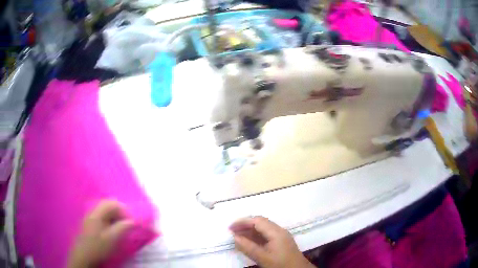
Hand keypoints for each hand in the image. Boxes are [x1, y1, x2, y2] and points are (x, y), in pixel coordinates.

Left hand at [67, 200, 133, 267]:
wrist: (84, 255)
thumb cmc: (98, 246)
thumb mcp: (112, 239)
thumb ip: (123, 228)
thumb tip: (133, 221)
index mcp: (97, 213)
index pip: (112, 203)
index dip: (124, 210)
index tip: (131, 222)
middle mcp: (93, 211)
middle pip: (108, 204)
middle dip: (119, 212)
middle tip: (127, 223)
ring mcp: (90, 216)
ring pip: (105, 210)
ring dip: (114, 216)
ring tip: (121, 227)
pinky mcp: (89, 222)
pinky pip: (101, 216)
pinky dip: (109, 220)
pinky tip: (112, 229)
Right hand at [230, 216, 314, 267]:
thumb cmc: (281, 264)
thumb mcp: (262, 257)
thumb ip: (248, 247)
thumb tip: (234, 237)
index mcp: (276, 232)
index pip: (257, 220)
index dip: (242, 222)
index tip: (230, 227)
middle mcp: (279, 230)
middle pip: (260, 222)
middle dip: (245, 225)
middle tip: (232, 231)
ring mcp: (281, 235)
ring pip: (263, 228)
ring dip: (250, 231)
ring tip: (237, 236)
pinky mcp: (281, 241)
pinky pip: (266, 234)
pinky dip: (256, 236)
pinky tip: (248, 242)